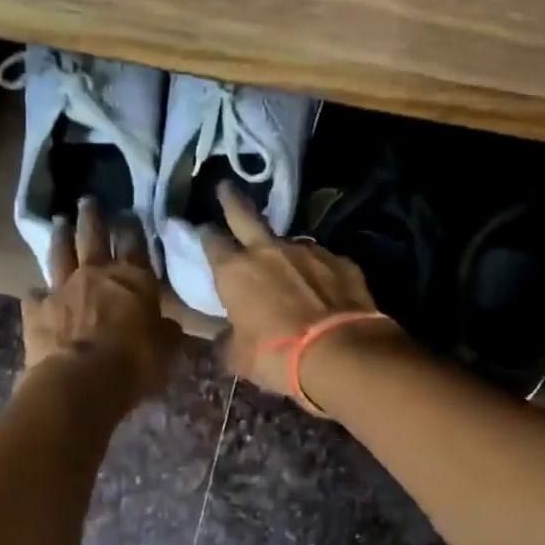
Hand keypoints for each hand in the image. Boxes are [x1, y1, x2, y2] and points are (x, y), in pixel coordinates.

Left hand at [22, 201, 181, 406]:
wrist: (82, 381)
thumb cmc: (134, 363)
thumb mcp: (166, 350)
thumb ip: (167, 332)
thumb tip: (169, 325)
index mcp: (133, 280)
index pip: (135, 244)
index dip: (132, 227)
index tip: (129, 212)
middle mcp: (96, 275)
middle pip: (93, 237)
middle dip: (93, 217)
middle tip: (88, 200)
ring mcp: (62, 289)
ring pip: (60, 254)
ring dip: (61, 237)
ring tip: (60, 222)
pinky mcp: (36, 311)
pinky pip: (35, 295)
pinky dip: (37, 293)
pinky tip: (36, 292)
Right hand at [195, 185, 386, 398]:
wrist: (341, 353)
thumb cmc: (278, 357)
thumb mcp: (239, 357)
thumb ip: (227, 341)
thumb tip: (223, 339)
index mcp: (235, 271)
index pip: (211, 242)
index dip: (205, 236)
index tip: (202, 230)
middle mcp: (268, 251)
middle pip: (245, 215)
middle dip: (232, 200)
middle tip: (225, 186)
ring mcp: (308, 251)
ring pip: (289, 242)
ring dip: (283, 251)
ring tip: (288, 269)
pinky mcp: (341, 261)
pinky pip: (323, 261)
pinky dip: (318, 271)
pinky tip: (323, 288)